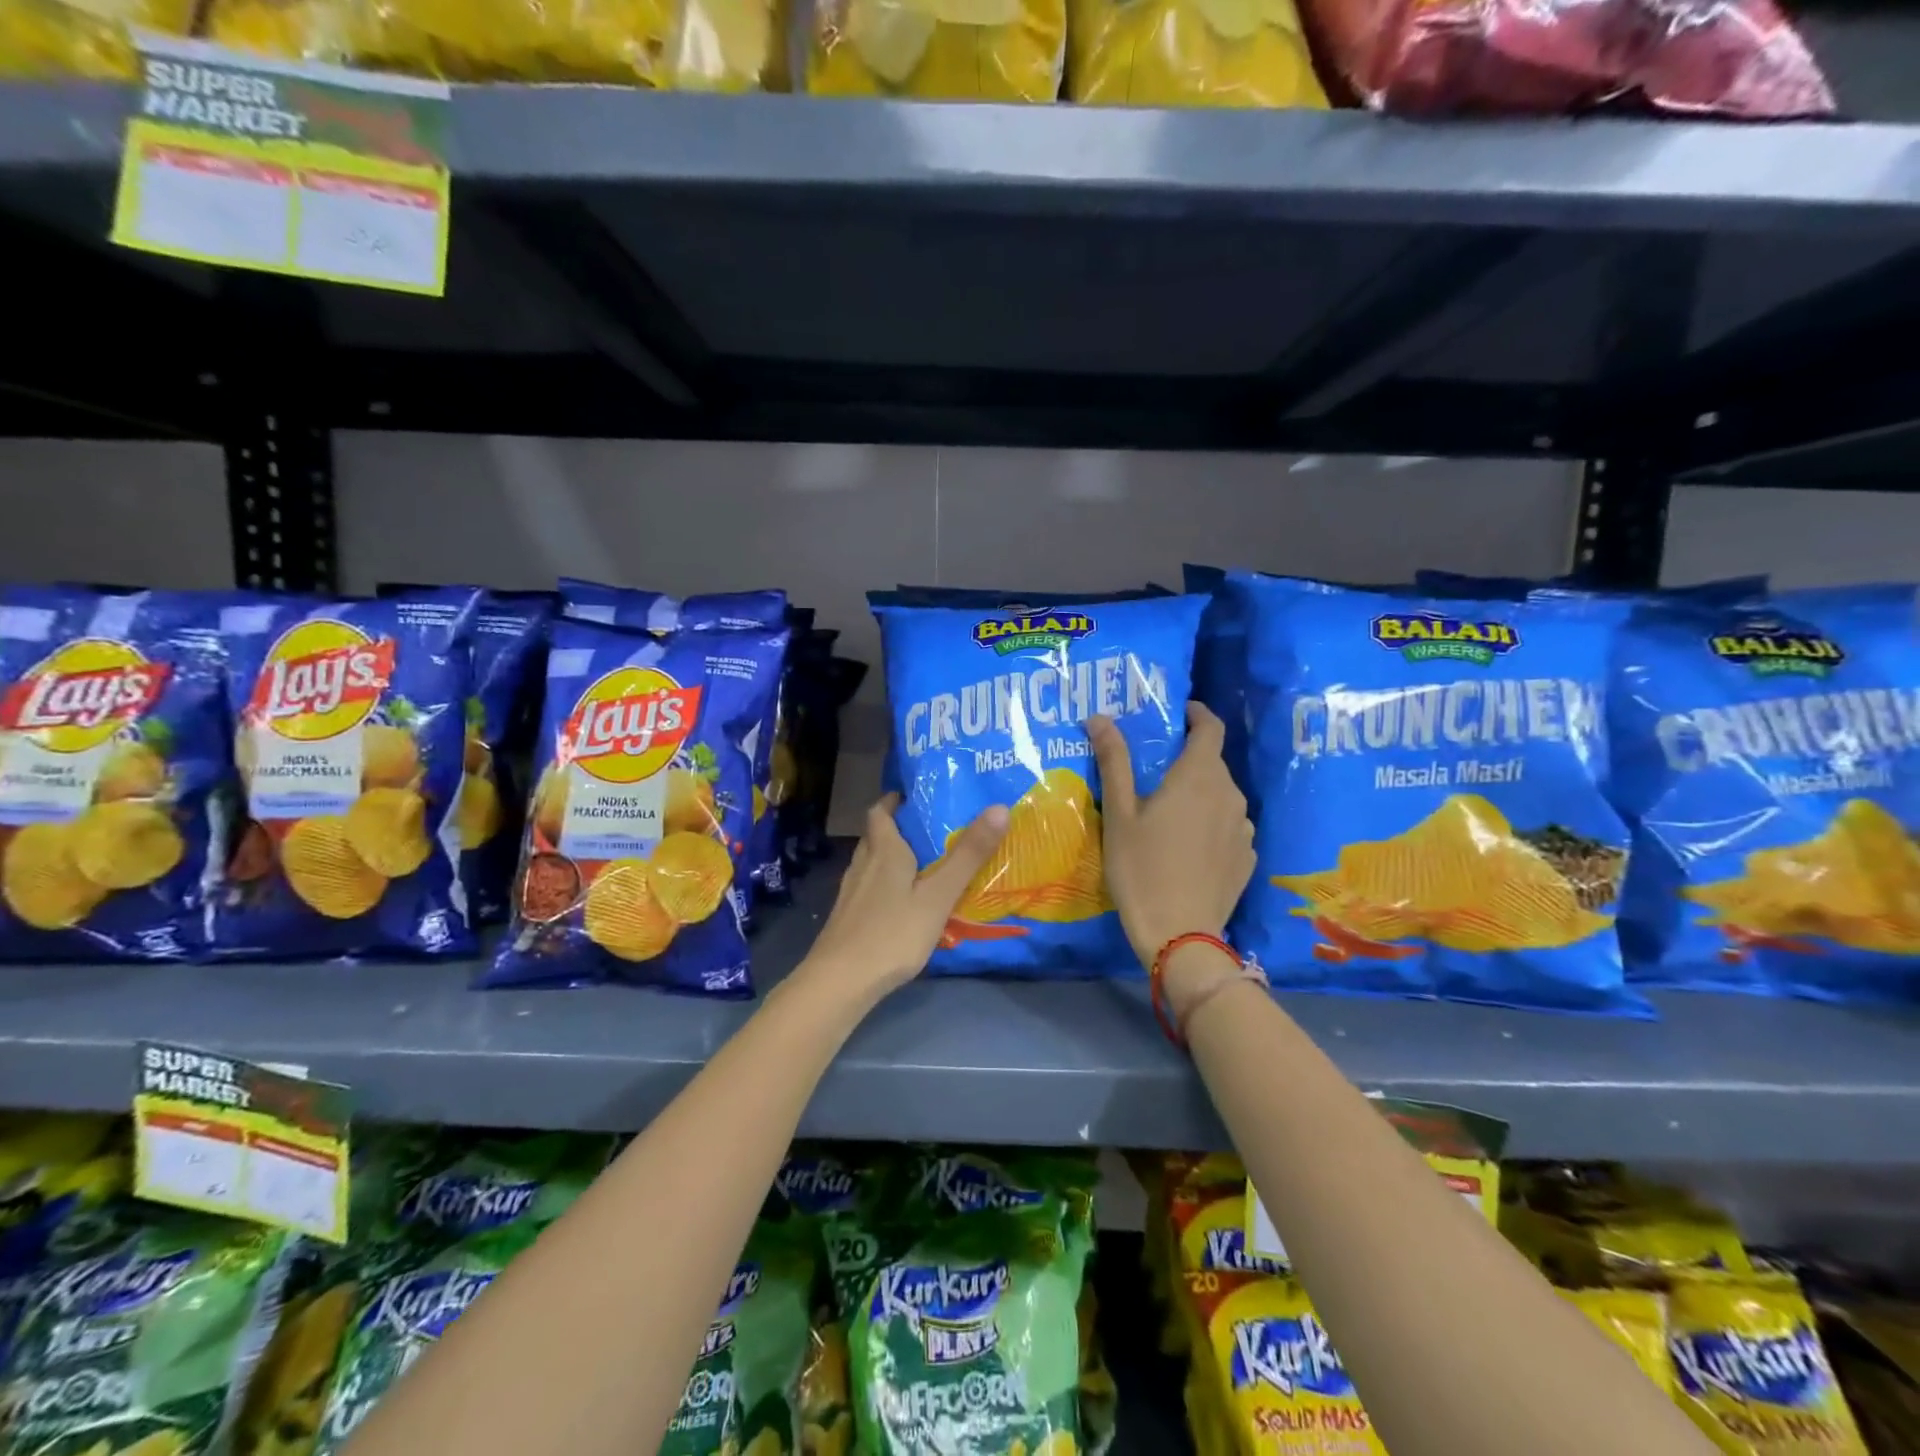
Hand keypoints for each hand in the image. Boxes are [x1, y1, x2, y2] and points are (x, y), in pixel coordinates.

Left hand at [801, 794, 1009, 1003]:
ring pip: (871, 862)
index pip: (881, 811)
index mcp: (884, 850)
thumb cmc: (893, 933)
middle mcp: (863, 864)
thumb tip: (998, 808)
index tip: (918, 796)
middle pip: (877, 835)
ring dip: (892, 856)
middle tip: (931, 829)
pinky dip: (886, 884)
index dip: (896, 800)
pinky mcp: (848, 916)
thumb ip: (968, 855)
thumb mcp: (938, 895)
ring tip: (923, 863)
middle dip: (899, 827)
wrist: (840, 982)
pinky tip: (903, 902)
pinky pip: (869, 888)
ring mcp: (851, 892)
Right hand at [1090, 702, 1255, 973]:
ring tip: (1169, 812)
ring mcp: (1244, 828)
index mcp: (1199, 777)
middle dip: (1188, 758)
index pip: (1211, 727)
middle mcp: (1230, 795)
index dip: (1197, 714)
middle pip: (1213, 763)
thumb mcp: (1119, 814)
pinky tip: (1187, 846)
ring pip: (1222, 795)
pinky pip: (1229, 825)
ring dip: (1200, 793)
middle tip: (1154, 771)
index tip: (1179, 712)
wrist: (1179, 935)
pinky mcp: (1247, 857)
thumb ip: (1114, 761)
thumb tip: (1099, 717)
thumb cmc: (1141, 868)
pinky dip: (1211, 822)